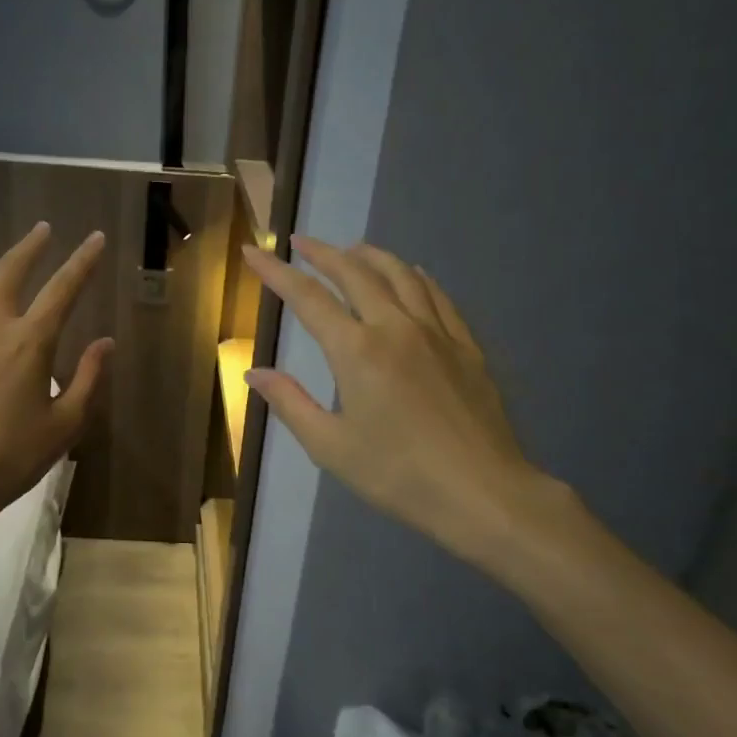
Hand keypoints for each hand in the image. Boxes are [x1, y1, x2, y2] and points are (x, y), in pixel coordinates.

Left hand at [0, 223, 110, 552]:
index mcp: (30, 342)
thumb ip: (88, 380)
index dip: (83, 261)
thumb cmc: (7, 460)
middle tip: (42, 229)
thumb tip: (105, 342)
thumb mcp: (63, 427)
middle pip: (11, 271)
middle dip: (31, 246)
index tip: (96, 238)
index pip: (64, 289)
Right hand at [242, 236, 547, 562]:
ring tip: (351, 249)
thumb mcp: (330, 447)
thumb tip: (254, 372)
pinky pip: (437, 295)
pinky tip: (411, 274)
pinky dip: (415, 276)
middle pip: (355, 273)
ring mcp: (436, 332)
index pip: (308, 298)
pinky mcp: (465, 345)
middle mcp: (395, 327)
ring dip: (370, 256)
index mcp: (357, 351)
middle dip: (322, 253)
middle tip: (300, 243)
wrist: (482, 492)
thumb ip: (290, 403)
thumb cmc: (398, 475)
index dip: (276, 272)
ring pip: (400, 275)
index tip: (253, 252)